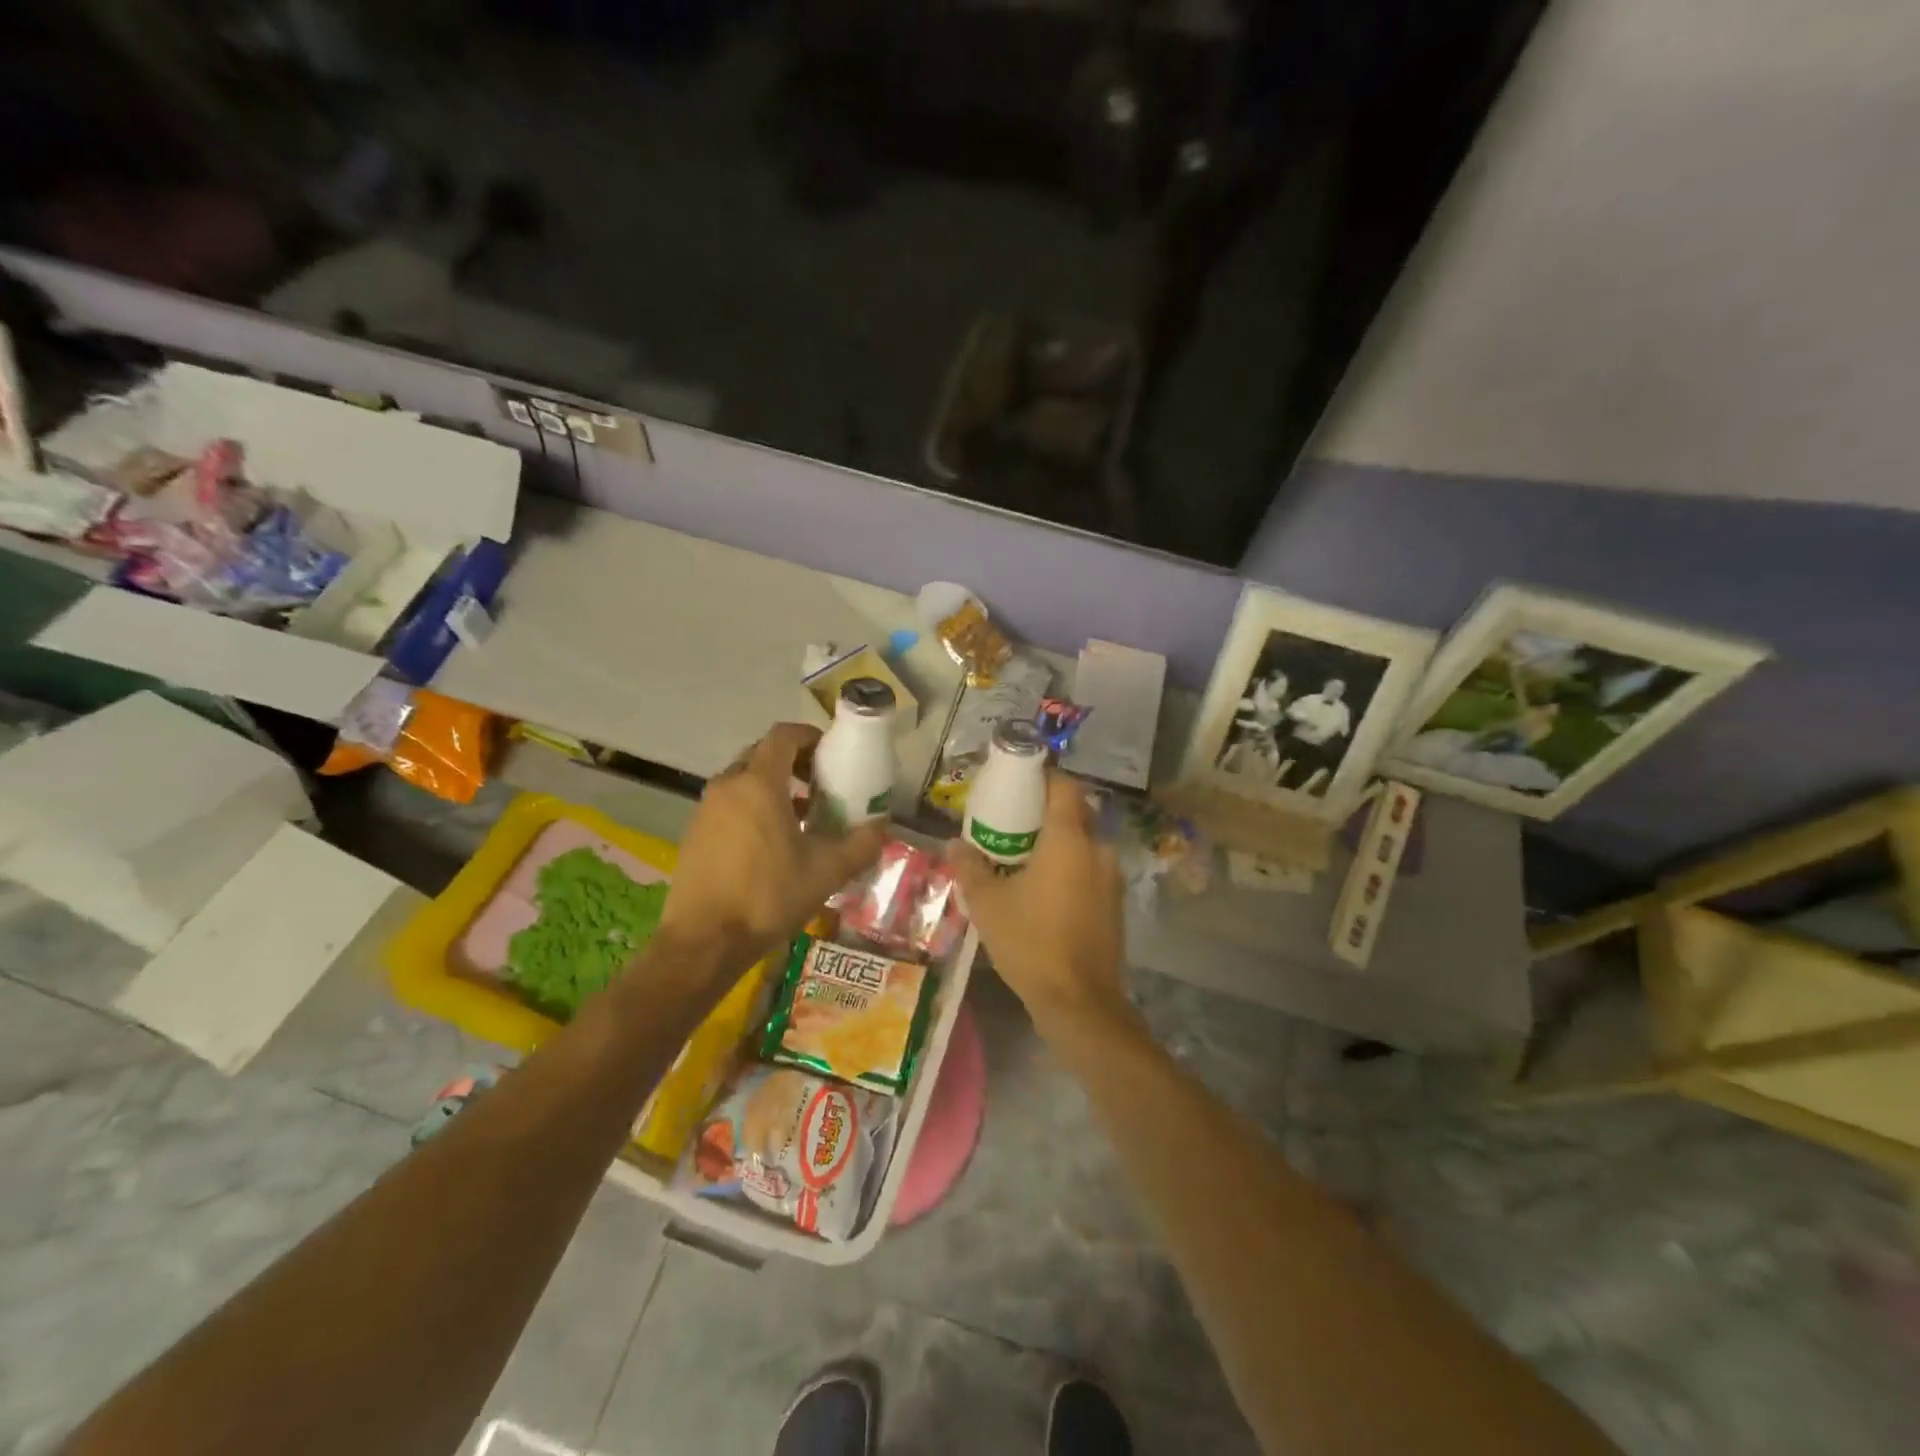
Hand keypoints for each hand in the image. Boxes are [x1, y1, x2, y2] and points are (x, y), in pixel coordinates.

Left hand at [659, 723, 885, 963]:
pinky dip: (751, 808)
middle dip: (792, 762)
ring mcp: (706, 809)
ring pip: (743, 780)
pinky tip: (769, 844)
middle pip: (762, 755)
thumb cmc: (768, 897)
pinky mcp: (694, 833)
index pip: (783, 736)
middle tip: (819, 785)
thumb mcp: (826, 872)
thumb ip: (861, 844)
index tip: (830, 755)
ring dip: (772, 787)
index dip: (809, 737)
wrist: (704, 941)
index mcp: (760, 783)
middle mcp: (728, 786)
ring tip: (799, 816)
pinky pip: (728, 804)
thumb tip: (883, 827)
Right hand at [948, 772, 1130, 1038]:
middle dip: (1045, 811)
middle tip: (1012, 821)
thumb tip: (953, 844)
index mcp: (1069, 838)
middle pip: (1075, 812)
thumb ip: (969, 867)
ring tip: (1024, 857)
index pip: (1064, 785)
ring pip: (1084, 843)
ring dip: (1058, 842)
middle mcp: (1098, 848)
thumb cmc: (1031, 942)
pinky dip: (1070, 867)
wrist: (1079, 1001)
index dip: (1042, 776)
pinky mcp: (1116, 903)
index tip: (1016, 781)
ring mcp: (1112, 877)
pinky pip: (1091, 868)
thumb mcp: (987, 904)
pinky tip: (1045, 890)